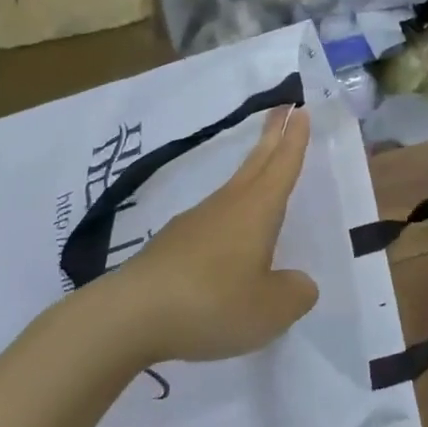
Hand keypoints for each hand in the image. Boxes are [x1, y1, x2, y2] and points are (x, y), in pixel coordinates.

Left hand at [107, 106, 319, 363]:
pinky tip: (228, 245)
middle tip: (284, 109)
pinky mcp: (169, 247)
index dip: (294, 139)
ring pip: (232, 191)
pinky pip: (210, 224)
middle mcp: (226, 206)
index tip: (301, 110)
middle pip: (256, 164)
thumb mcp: (271, 309)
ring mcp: (193, 224)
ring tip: (263, 177)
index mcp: (257, 210)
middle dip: (272, 136)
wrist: (126, 318)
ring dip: (251, 175)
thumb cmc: (212, 302)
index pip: (282, 165)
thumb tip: (298, 283)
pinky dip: (227, 219)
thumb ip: (294, 293)